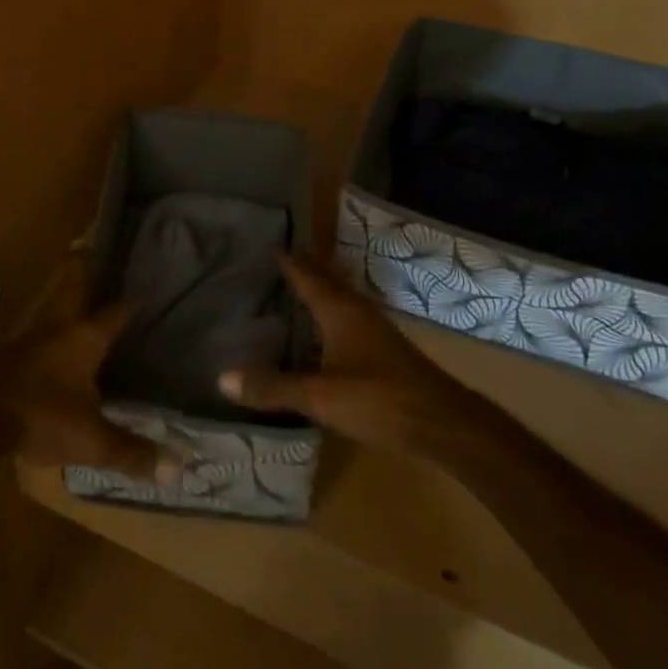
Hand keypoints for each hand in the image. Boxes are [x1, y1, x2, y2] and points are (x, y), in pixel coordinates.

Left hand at [0, 258, 181, 484]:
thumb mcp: (92, 440)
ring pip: (52, 308)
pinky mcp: (9, 354)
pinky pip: (37, 332)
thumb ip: (132, 452)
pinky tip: (51, 343)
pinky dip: (49, 329)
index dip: (135, 301)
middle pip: (73, 290)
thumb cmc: (41, 416)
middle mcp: (58, 327)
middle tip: (95, 253)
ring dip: (64, 299)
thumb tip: (178, 468)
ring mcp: (29, 338)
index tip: (150, 287)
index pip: (117, 311)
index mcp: (84, 337)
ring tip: (78, 297)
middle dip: (85, 272)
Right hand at [218, 253, 476, 454]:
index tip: (272, 244)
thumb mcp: (320, 396)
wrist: (444, 424)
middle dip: (309, 268)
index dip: (291, 262)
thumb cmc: (379, 399)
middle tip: (284, 257)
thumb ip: (273, 387)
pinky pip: (351, 320)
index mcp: (340, 311)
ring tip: (302, 286)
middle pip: (329, 282)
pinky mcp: (386, 353)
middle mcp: (359, 313)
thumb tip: (222, 377)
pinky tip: (328, 332)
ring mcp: (376, 332)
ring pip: (344, 300)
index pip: (309, 277)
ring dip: (324, 290)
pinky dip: (334, 315)